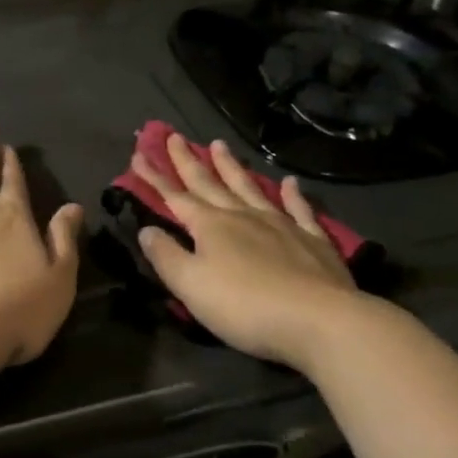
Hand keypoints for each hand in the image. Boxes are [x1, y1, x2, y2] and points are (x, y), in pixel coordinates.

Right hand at [134, 135, 375, 370]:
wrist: (318, 320)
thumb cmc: (244, 306)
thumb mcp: (191, 285)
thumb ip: (166, 256)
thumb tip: (147, 230)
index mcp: (210, 226)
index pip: (175, 197)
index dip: (155, 178)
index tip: (139, 155)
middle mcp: (242, 216)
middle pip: (209, 184)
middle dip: (188, 161)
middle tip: (174, 137)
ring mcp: (280, 224)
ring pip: (249, 187)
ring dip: (231, 167)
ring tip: (219, 144)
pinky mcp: (312, 240)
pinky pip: (298, 209)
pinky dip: (292, 194)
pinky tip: (289, 182)